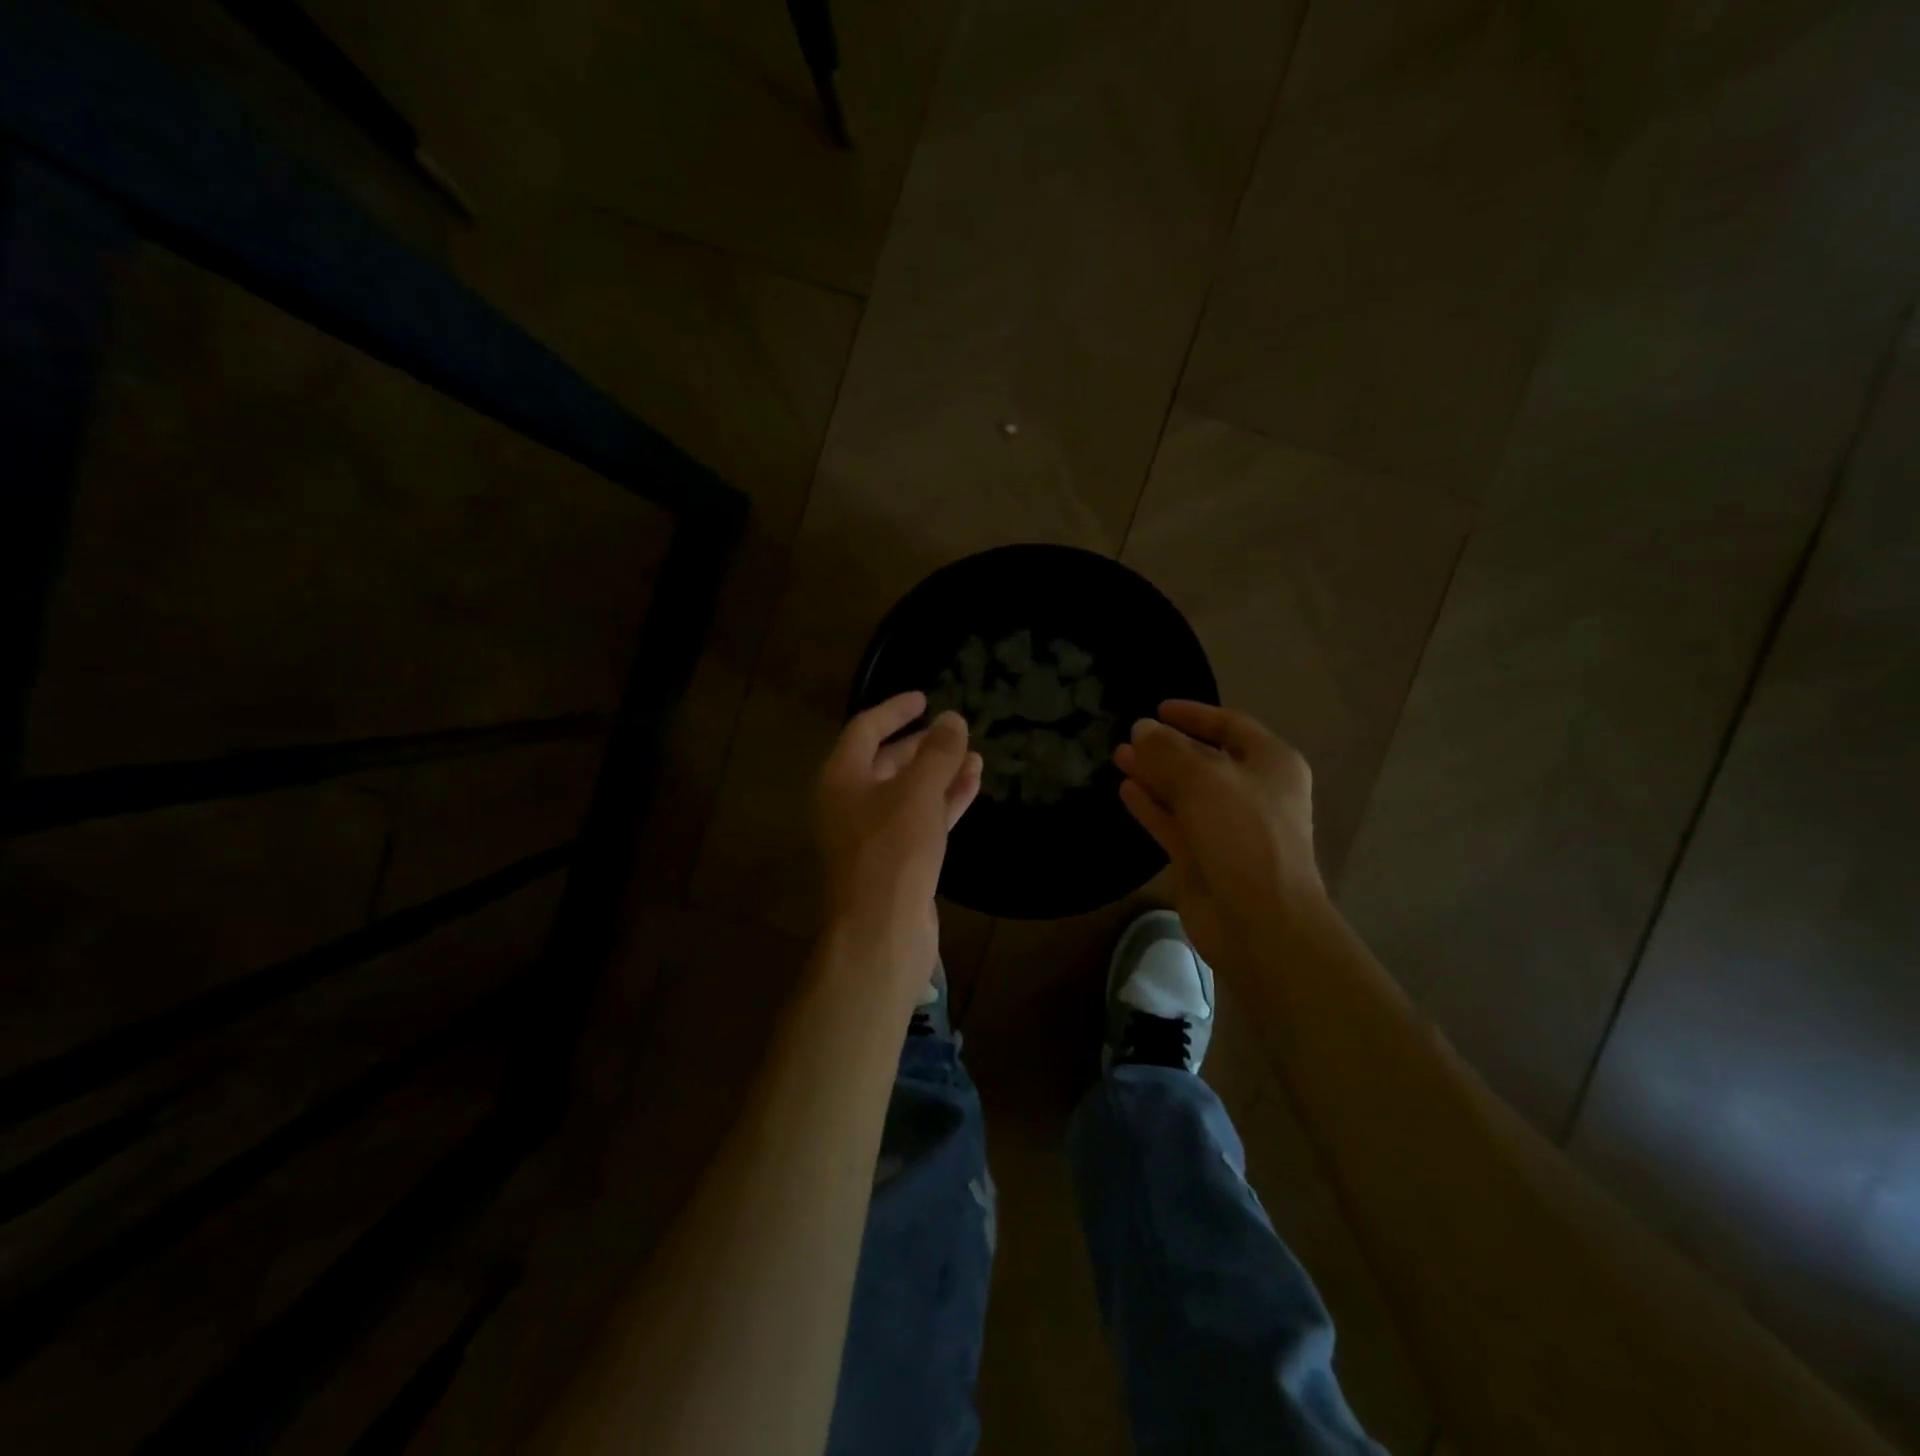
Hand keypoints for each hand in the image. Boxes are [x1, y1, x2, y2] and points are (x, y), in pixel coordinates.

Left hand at [814, 692, 982, 992]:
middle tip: (953, 731)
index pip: (865, 729)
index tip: (924, 698)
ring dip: (939, 773)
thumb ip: (938, 753)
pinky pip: (920, 818)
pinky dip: (944, 801)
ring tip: (974, 755)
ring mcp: (872, 834)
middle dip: (921, 745)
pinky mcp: (896, 859)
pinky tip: (973, 785)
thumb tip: (953, 719)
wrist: (882, 930)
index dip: (895, 710)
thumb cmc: (893, 850)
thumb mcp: (917, 792)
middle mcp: (850, 802)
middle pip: (886, 761)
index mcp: (841, 778)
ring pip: (908, 792)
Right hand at [1113, 701, 1324, 968]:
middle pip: (1204, 759)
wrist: (1260, 920)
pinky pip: (1174, 822)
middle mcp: (1252, 791)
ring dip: (1154, 774)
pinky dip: (1152, 806)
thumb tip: (1141, 729)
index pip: (1230, 726)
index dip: (1194, 715)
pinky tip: (1126, 790)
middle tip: (1129, 736)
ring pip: (1185, 792)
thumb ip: (1167, 751)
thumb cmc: (1242, 834)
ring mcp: (1228, 827)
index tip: (1157, 708)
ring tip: (1118, 756)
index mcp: (1271, 764)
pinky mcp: (1204, 857)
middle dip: (1167, 747)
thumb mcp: (1203, 780)